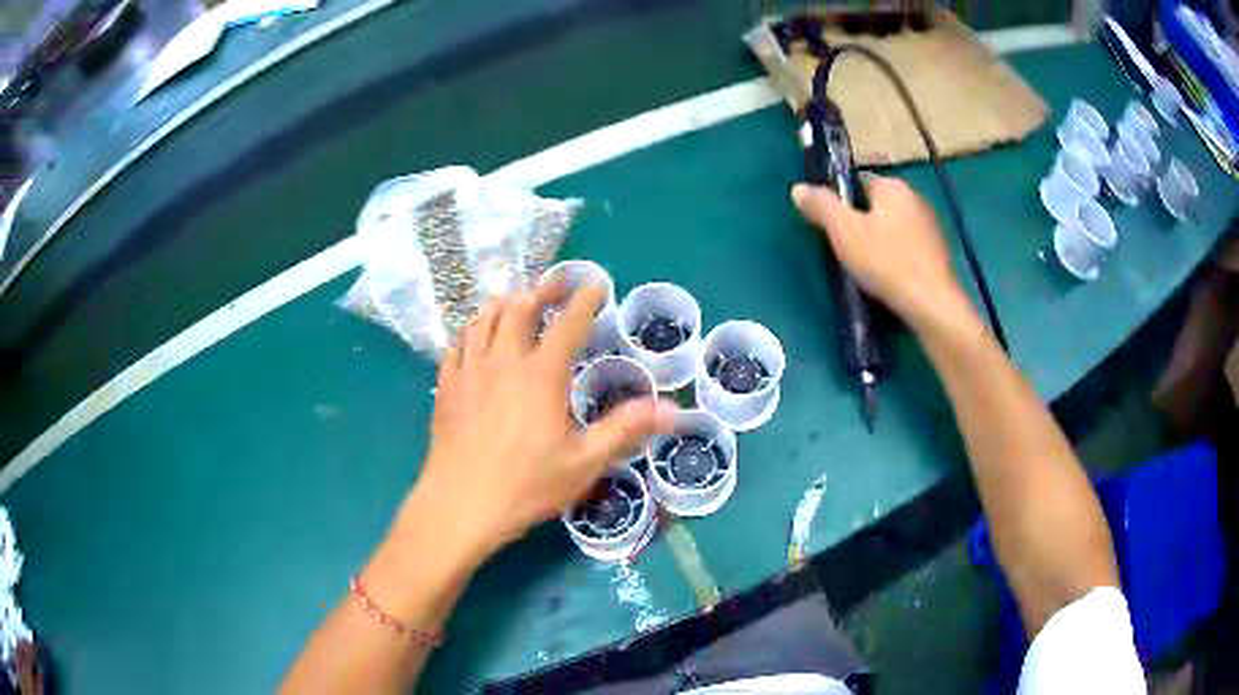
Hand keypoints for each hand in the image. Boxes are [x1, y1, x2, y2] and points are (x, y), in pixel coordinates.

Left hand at [406, 283, 674, 562]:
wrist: (460, 504)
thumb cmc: (526, 485)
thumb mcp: (584, 462)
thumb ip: (625, 429)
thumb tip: (672, 409)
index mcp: (541, 375)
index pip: (567, 323)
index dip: (584, 299)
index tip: (595, 284)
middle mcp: (504, 361)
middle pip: (519, 308)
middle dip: (541, 290)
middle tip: (555, 286)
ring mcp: (470, 370)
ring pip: (484, 319)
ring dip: (503, 304)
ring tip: (516, 301)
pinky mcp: (447, 386)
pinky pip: (457, 343)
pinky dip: (471, 329)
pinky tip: (476, 336)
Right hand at [792, 176, 975, 333]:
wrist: (932, 304)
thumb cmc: (886, 263)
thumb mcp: (844, 233)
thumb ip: (821, 206)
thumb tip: (798, 189)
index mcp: (892, 185)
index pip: (857, 183)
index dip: (842, 205)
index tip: (835, 230)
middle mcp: (915, 196)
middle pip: (876, 205)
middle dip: (862, 224)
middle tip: (849, 252)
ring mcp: (931, 224)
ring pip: (894, 226)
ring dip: (881, 242)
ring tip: (870, 269)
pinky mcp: (939, 250)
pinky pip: (909, 246)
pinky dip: (898, 257)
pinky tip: (891, 277)